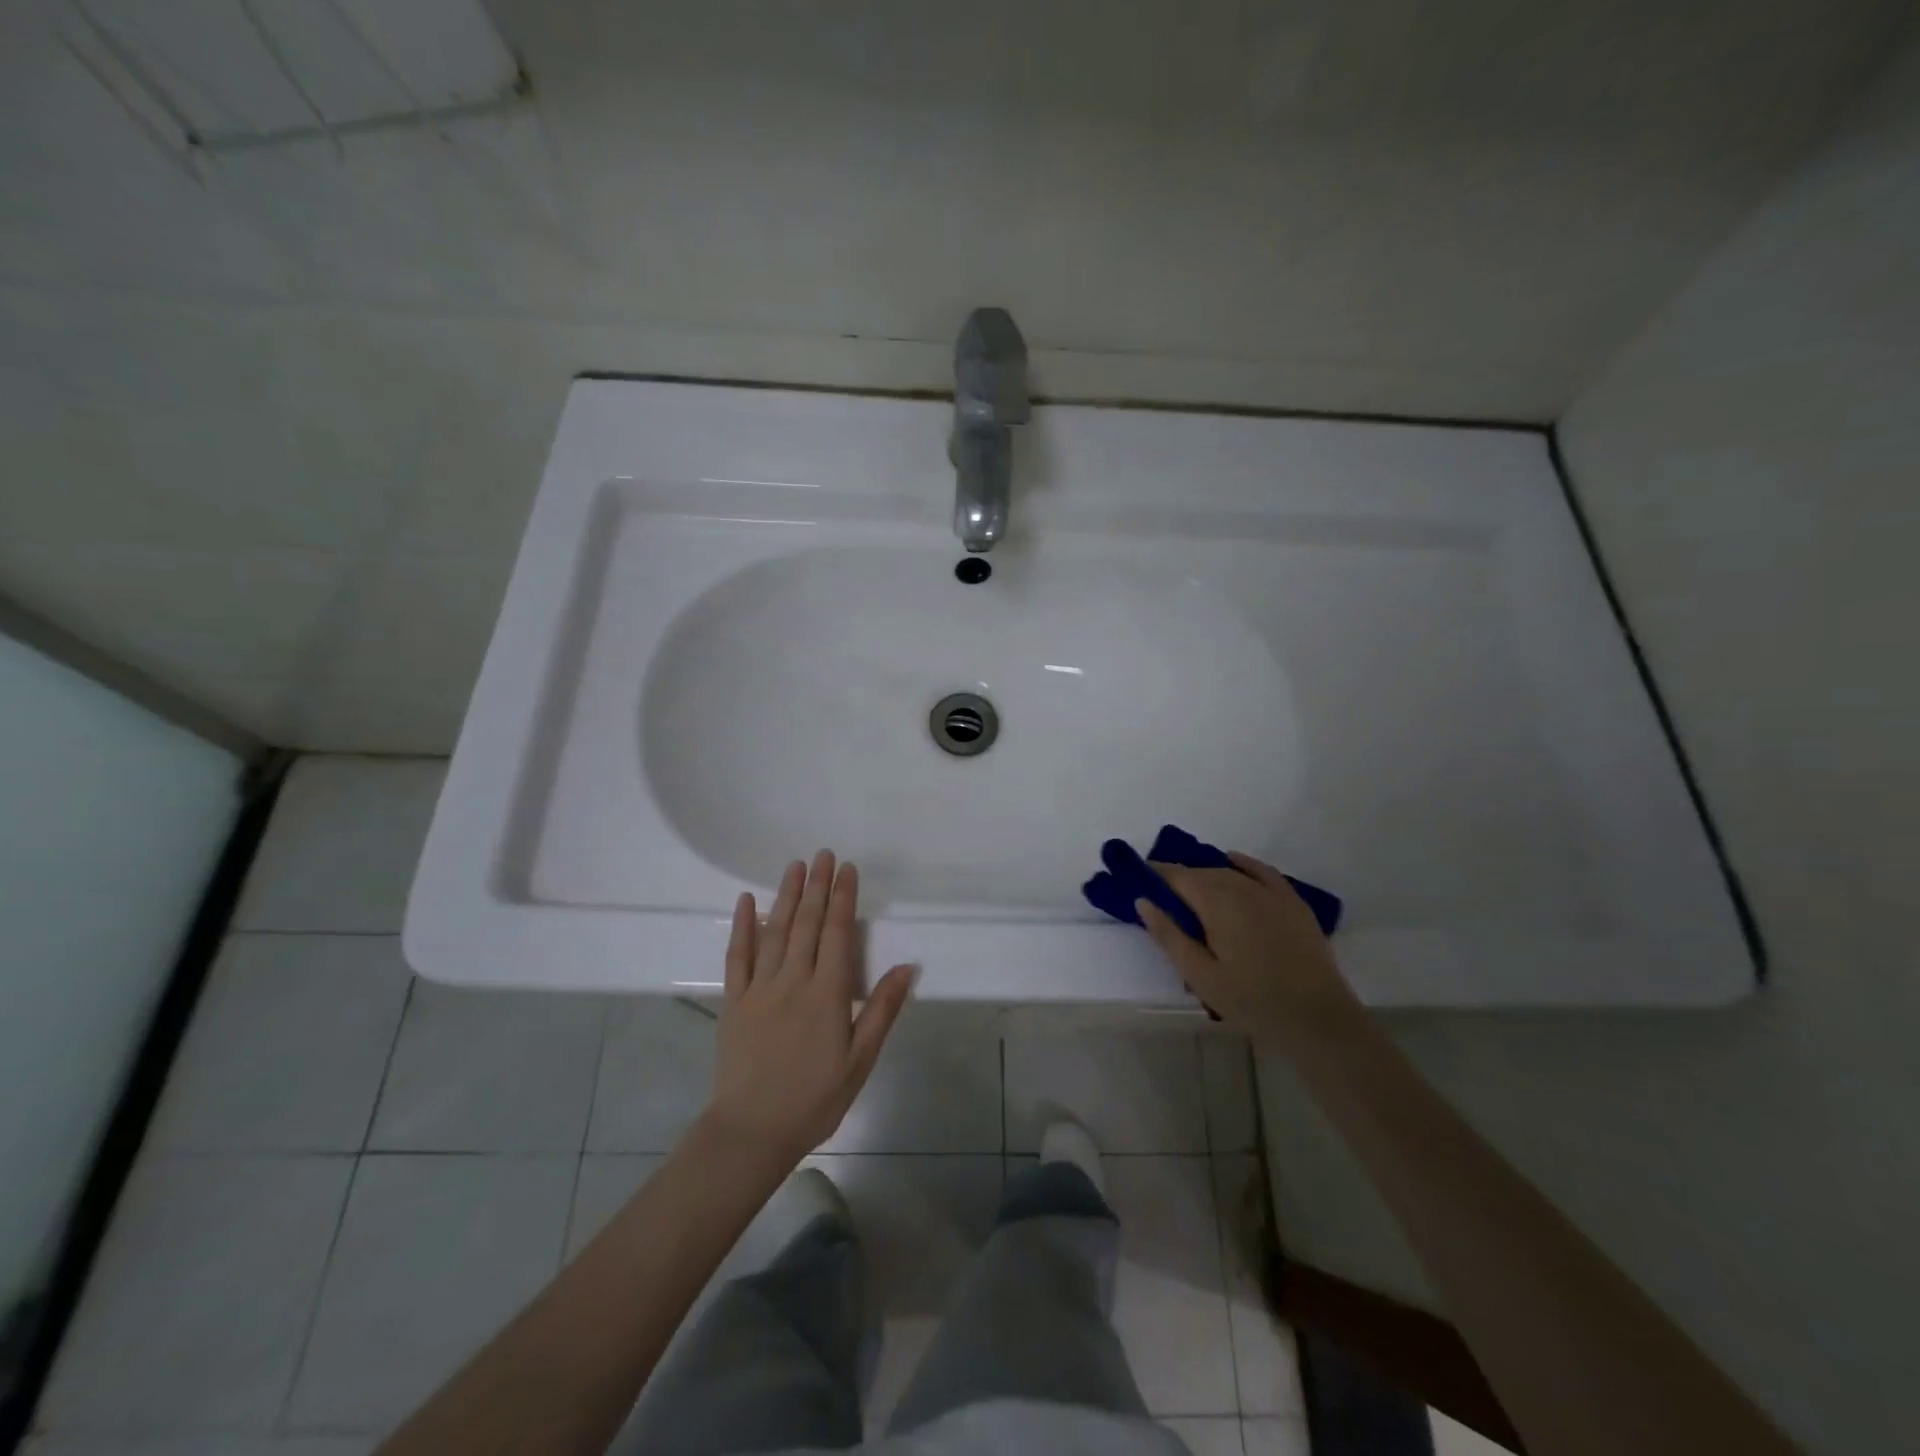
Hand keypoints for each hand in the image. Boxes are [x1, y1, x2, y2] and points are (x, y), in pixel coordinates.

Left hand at [705, 850, 914, 1166]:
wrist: (751, 1132)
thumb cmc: (814, 1099)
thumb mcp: (860, 1061)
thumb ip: (881, 1010)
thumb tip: (908, 967)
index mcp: (826, 994)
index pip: (836, 933)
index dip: (842, 898)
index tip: (847, 869)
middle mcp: (792, 981)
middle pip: (806, 923)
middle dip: (817, 886)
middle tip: (823, 854)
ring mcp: (759, 988)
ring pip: (774, 931)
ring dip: (786, 895)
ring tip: (795, 866)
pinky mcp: (734, 1001)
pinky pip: (737, 955)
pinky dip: (742, 925)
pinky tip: (745, 901)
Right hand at [1137, 852, 1358, 1041]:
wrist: (1317, 1019)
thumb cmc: (1251, 1001)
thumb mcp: (1200, 975)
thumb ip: (1169, 936)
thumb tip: (1143, 902)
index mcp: (1216, 904)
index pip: (1178, 877)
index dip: (1157, 874)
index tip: (1140, 879)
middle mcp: (1242, 888)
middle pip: (1203, 873)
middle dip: (1180, 878)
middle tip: (1163, 895)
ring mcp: (1271, 894)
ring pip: (1230, 873)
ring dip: (1207, 875)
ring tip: (1192, 891)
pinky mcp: (1293, 903)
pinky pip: (1263, 872)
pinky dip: (1244, 863)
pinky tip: (1233, 860)